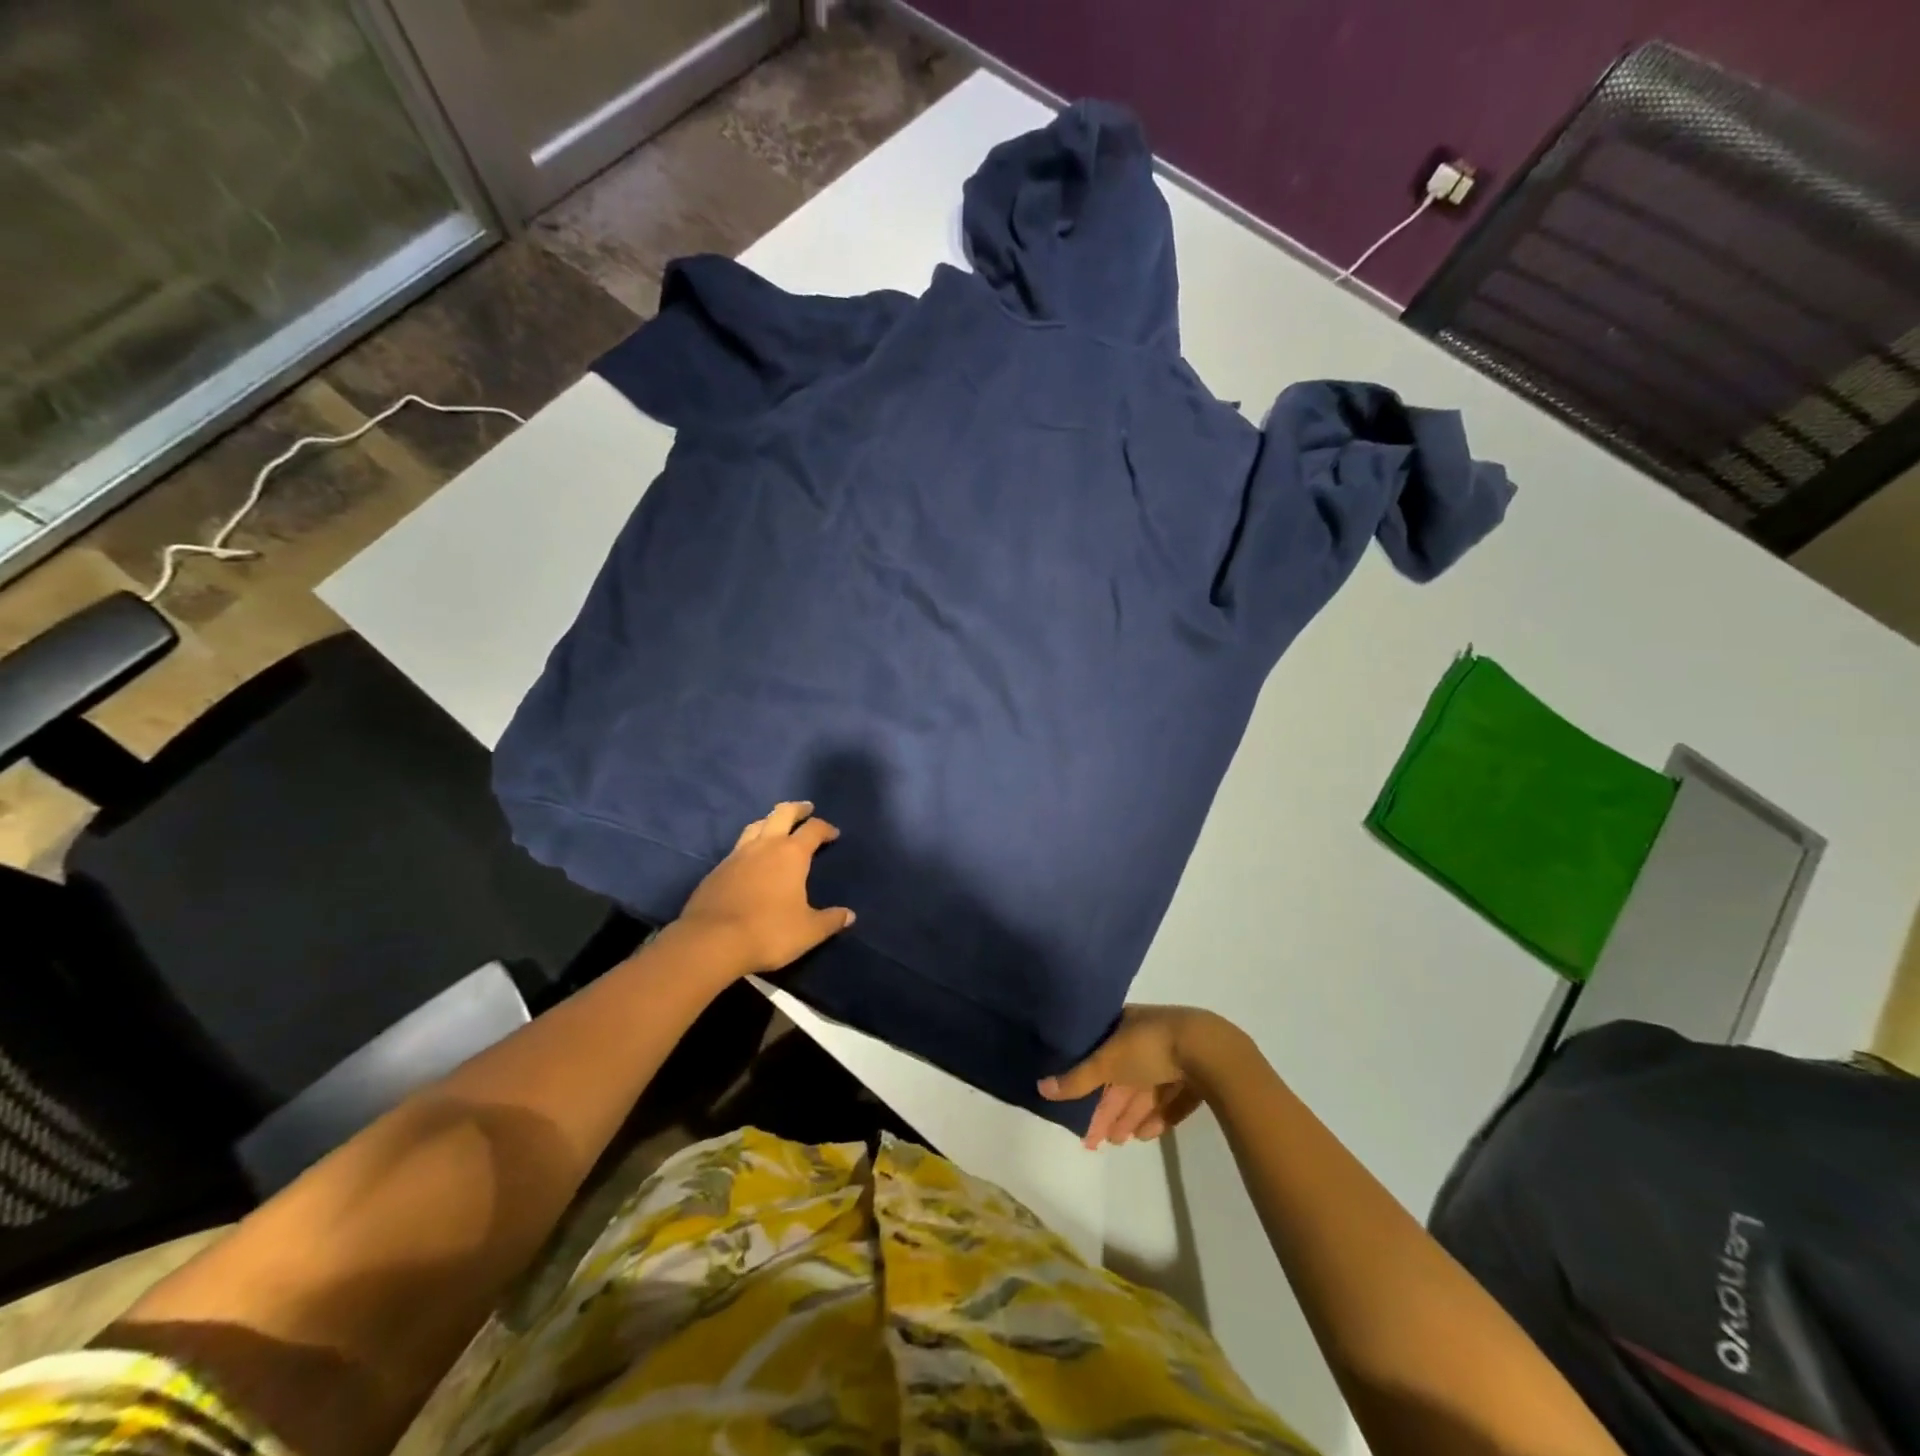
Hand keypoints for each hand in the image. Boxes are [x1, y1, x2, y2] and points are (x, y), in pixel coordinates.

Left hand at [677, 801, 855, 976]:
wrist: (712, 941)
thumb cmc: (769, 931)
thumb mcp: (808, 931)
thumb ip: (830, 920)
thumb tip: (849, 915)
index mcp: (791, 854)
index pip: (813, 829)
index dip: (825, 828)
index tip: (833, 834)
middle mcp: (764, 846)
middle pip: (782, 813)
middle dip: (797, 809)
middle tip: (806, 809)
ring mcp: (737, 855)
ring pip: (755, 825)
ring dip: (769, 821)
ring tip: (776, 827)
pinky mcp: (716, 870)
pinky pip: (737, 847)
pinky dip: (749, 845)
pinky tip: (750, 859)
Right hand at [1039, 1004, 1233, 1149]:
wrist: (1210, 1050)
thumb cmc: (1151, 1047)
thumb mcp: (1108, 1061)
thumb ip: (1078, 1078)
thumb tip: (1040, 1087)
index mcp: (1126, 1025)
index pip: (1101, 1055)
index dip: (1089, 1082)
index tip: (1080, 1110)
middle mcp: (1148, 1036)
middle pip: (1124, 1076)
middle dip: (1111, 1107)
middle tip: (1099, 1140)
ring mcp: (1176, 1054)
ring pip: (1147, 1089)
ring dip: (1132, 1115)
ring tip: (1122, 1142)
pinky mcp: (1198, 1074)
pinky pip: (1172, 1097)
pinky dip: (1158, 1115)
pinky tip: (1148, 1135)